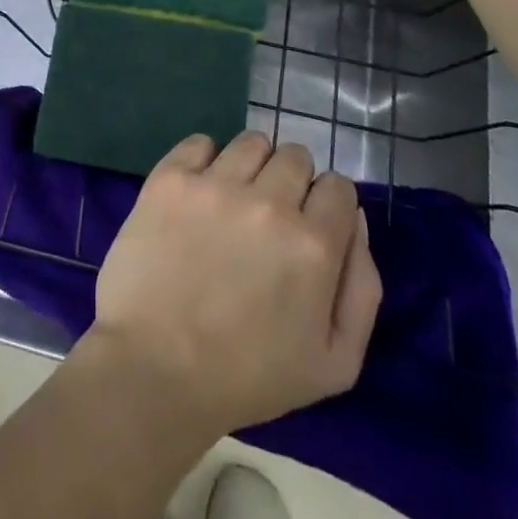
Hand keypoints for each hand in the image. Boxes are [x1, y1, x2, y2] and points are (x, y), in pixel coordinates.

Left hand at [85, 132, 381, 439]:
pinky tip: (199, 193)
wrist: (155, 368)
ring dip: (251, 167)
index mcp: (313, 245)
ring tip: (234, 202)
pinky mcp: (171, 178)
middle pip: (296, 157)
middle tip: (269, 218)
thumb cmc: (248, 376)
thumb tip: (355, 220)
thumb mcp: (335, 363)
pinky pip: (200, 142)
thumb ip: (362, 288)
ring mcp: (215, 184)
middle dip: (291, 183)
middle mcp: (268, 202)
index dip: (328, 206)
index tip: (309, 228)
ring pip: (252, 143)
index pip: (339, 187)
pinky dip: (204, 160)